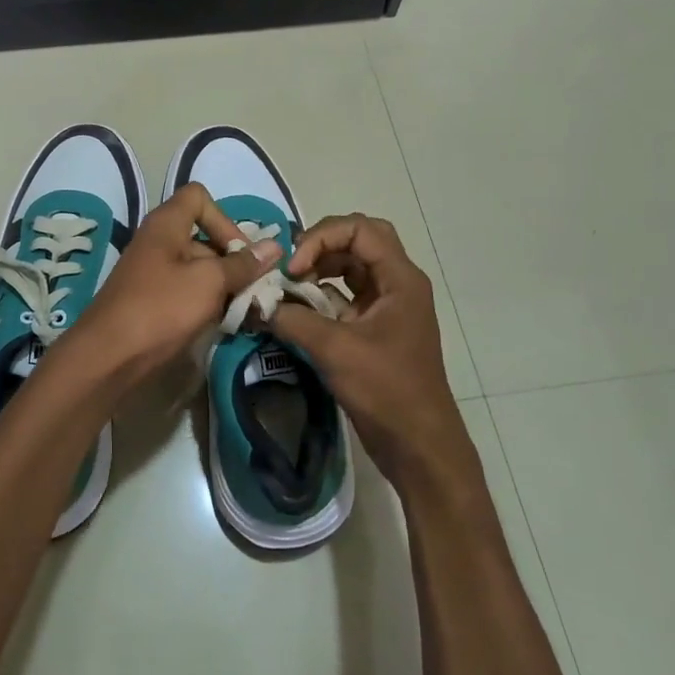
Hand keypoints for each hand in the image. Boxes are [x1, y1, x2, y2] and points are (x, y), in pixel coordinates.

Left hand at [53, 182, 280, 392]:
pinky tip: (222, 326)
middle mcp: (158, 242)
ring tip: (244, 313)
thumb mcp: (208, 283)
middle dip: (232, 261)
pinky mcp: (152, 302)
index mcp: (166, 224)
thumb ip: (242, 264)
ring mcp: (153, 274)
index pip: (199, 198)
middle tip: (256, 291)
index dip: (224, 219)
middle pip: (204, 237)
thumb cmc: (160, 309)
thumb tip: (275, 246)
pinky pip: (186, 293)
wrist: (107, 358)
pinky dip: (206, 304)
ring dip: (223, 287)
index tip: (240, 252)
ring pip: (198, 269)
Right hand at [270, 214, 472, 489]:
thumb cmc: (386, 390)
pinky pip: (346, 295)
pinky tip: (297, 310)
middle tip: (292, 267)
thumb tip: (255, 303)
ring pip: (351, 267)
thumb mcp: (335, 350)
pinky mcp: (376, 327)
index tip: (294, 269)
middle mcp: (397, 283)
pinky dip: (321, 296)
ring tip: (290, 287)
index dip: (321, 238)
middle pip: (357, 240)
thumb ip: (293, 319)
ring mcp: (388, 305)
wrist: (419, 445)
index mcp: (400, 278)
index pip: (359, 228)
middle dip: (321, 246)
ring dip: (319, 270)